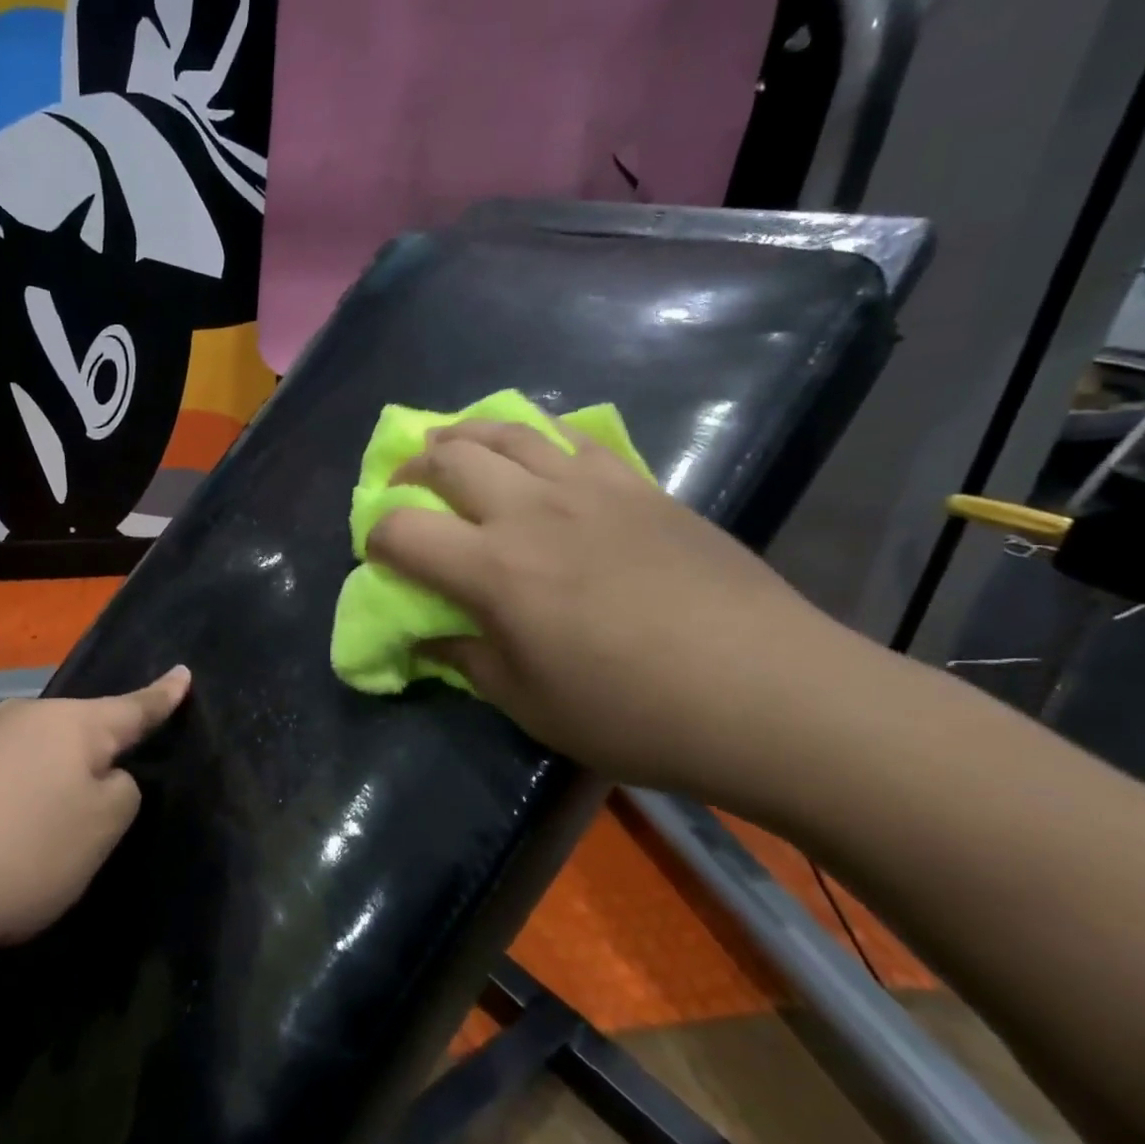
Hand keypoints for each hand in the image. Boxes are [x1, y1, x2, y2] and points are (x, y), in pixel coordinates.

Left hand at [0, 667, 189, 948]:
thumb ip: (120, 793)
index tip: (183, 672)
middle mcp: (23, 714)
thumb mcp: (100, 831)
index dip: (162, 696)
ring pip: (26, 757)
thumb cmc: (23, 852)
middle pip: (72, 735)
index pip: (133, 708)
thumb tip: (104, 775)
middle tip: (84, 814)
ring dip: (36, 786)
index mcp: (72, 724)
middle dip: (86, 761)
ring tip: (24, 843)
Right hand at [368, 422, 853, 793]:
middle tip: (408, 489)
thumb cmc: (634, 712)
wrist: (768, 692)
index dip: (376, 538)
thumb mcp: (529, 704)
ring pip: (507, 432)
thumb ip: (465, 662)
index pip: (402, 530)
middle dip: (412, 470)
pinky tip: (534, 449)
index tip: (380, 556)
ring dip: (465, 434)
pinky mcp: (637, 485)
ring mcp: (587, 488)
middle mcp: (530, 511)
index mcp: (494, 570)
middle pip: (448, 460)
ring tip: (451, 445)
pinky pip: (571, 437)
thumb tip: (425, 641)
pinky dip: (536, 434)